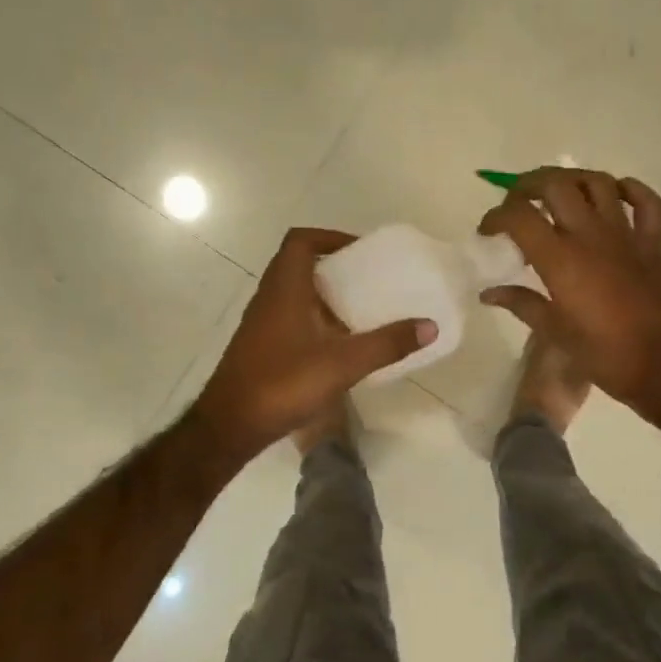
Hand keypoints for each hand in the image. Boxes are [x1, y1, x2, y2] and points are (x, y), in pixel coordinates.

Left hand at [189, 228, 434, 463]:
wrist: (231, 424)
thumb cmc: (284, 383)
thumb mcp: (344, 363)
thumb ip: (387, 344)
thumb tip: (429, 325)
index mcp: (285, 289)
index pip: (300, 241)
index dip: (329, 237)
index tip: (359, 251)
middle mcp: (269, 298)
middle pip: (299, 265)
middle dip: (334, 268)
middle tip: (368, 281)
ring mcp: (262, 324)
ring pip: (294, 295)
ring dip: (324, 297)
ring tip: (360, 312)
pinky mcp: (261, 347)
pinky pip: (291, 319)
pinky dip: (315, 321)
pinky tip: (338, 347)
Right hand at [478, 169, 660, 427]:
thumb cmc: (603, 355)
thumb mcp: (554, 332)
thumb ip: (521, 304)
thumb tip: (489, 293)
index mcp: (561, 259)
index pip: (519, 217)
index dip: (496, 216)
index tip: (487, 231)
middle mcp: (591, 236)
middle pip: (555, 185)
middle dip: (527, 185)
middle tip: (516, 203)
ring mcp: (626, 236)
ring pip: (598, 183)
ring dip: (573, 180)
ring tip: (558, 194)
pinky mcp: (653, 245)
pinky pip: (647, 203)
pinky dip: (631, 191)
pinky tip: (614, 196)